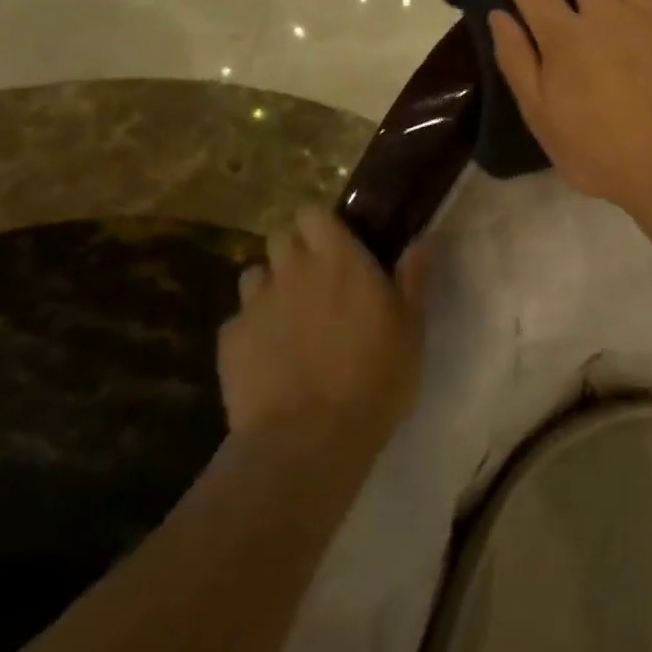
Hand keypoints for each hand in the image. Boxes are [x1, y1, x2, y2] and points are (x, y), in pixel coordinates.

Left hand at [219, 208, 426, 449]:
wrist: (308, 439)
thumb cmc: (374, 377)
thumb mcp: (412, 328)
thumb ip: (414, 278)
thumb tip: (422, 239)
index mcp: (339, 259)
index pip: (313, 213)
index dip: (321, 225)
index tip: (336, 245)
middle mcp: (292, 270)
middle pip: (281, 238)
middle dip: (295, 253)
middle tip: (316, 283)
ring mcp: (255, 304)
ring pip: (255, 276)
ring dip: (271, 287)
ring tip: (289, 319)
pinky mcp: (229, 341)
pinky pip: (239, 320)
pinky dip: (252, 330)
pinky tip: (268, 358)